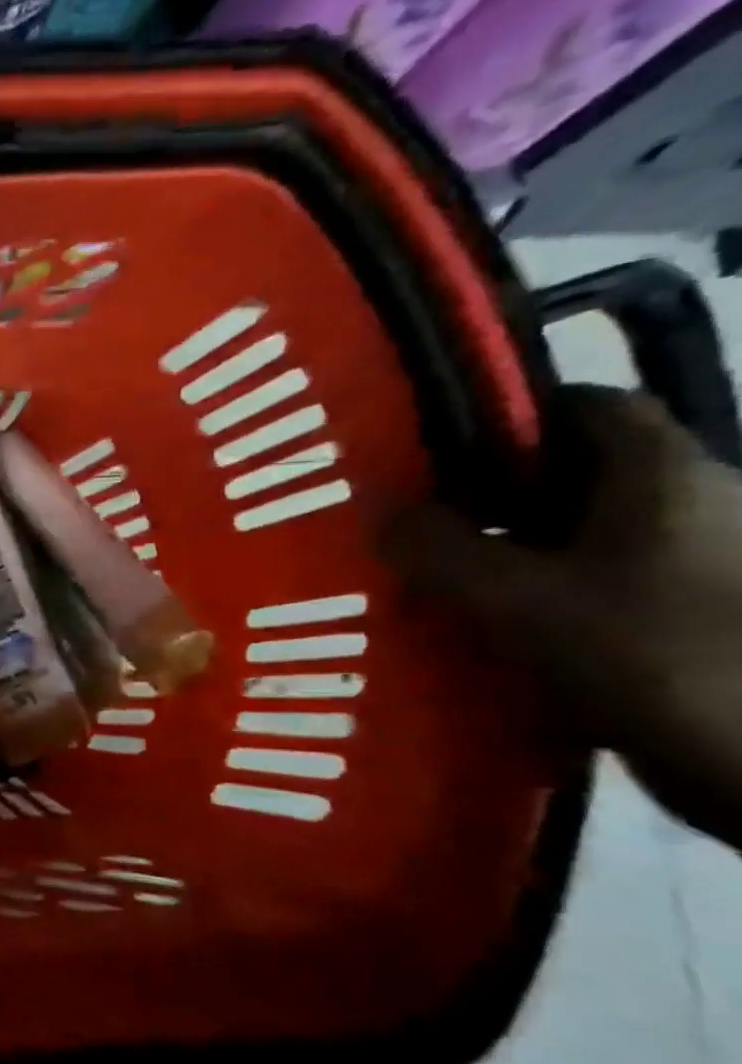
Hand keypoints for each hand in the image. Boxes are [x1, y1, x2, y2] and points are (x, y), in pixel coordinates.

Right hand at [391, 384, 741, 846]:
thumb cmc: (654, 656)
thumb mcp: (522, 601)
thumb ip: (441, 551)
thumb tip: (378, 510)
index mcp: (661, 476)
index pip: (583, 407)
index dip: (504, 419)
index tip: (426, 455)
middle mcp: (683, 504)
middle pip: (569, 474)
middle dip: (482, 495)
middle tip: (405, 525)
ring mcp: (685, 563)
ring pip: (570, 535)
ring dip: (499, 551)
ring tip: (425, 578)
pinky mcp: (674, 616)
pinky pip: (583, 584)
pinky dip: (528, 595)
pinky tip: (477, 624)